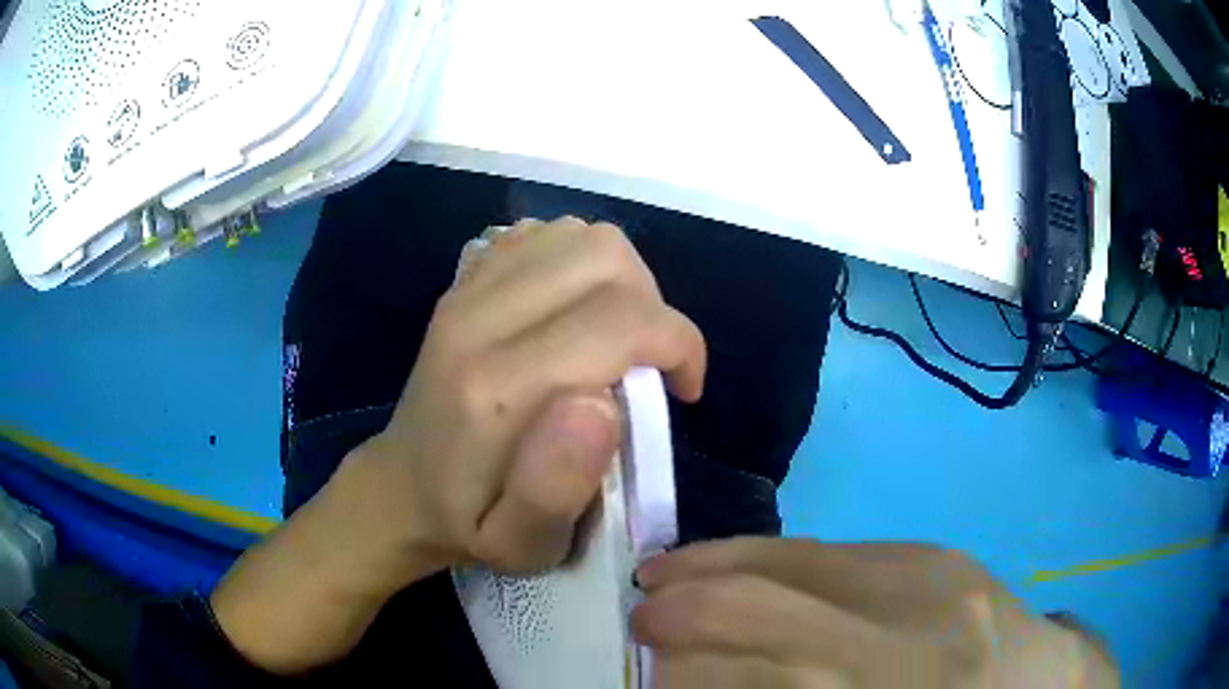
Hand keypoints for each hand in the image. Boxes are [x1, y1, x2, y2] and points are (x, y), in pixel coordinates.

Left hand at [211, 218, 706, 673]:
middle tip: (649, 364)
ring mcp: (466, 289)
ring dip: (623, 281)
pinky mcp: (465, 279)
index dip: (677, 344)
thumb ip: (558, 487)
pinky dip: (580, 262)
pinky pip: (546, 234)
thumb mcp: (521, 543)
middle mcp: (477, 319)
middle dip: (654, 306)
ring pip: (580, 235)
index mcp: (496, 389)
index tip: (682, 389)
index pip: (619, 319)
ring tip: (619, 338)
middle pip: (605, 256)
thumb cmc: (471, 523)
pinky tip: (577, 311)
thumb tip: (603, 403)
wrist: (402, 486)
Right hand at [633, 538, 1119, 687]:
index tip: (638, 675)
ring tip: (663, 588)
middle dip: (676, 621)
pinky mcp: (935, 553)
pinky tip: (732, 565)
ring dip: (707, 579)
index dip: (680, 676)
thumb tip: (696, 680)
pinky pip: (827, 548)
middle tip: (637, 630)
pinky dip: (760, 557)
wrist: (1037, 684)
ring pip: (785, 569)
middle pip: (757, 618)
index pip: (755, 680)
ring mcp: (926, 583)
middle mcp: (902, 642)